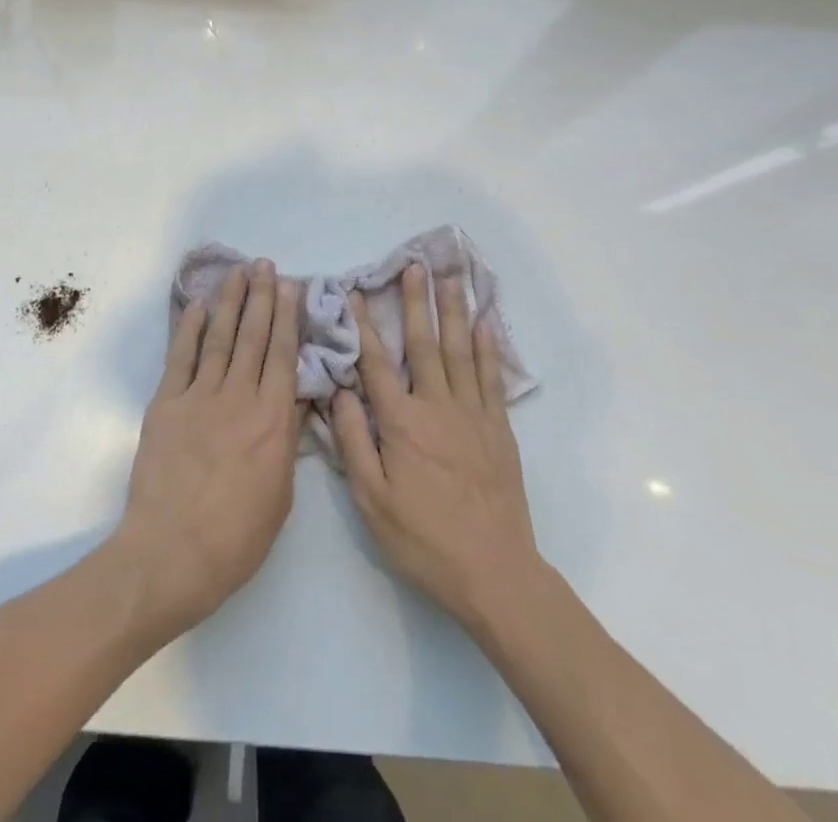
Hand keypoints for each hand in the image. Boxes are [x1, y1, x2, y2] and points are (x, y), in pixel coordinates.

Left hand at [112, 260, 300, 637]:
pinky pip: (180, 358)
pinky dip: (189, 329)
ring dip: (230, 302)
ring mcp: (199, 397)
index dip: (288, 317)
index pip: (283, 355)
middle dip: (261, 297)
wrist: (171, 554)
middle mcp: (239, 397)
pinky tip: (198, 306)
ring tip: (238, 273)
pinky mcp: (166, 404)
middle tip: (265, 265)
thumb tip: (295, 400)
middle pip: (253, 337)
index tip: (290, 287)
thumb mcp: (281, 495)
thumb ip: (287, 440)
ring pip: (219, 338)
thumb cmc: (236, 537)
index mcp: (272, 420)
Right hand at [331, 264, 540, 632]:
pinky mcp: (499, 429)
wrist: (494, 572)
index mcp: (401, 423)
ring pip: (461, 351)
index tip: (355, 293)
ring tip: (452, 279)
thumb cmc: (424, 539)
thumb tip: (339, 393)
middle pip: (424, 344)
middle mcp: (437, 406)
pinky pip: (491, 378)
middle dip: (417, 302)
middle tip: (416, 265)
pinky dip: (487, 348)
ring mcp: (472, 415)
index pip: (377, 363)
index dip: (364, 325)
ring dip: (454, 311)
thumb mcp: (372, 500)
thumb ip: (354, 441)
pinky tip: (485, 324)